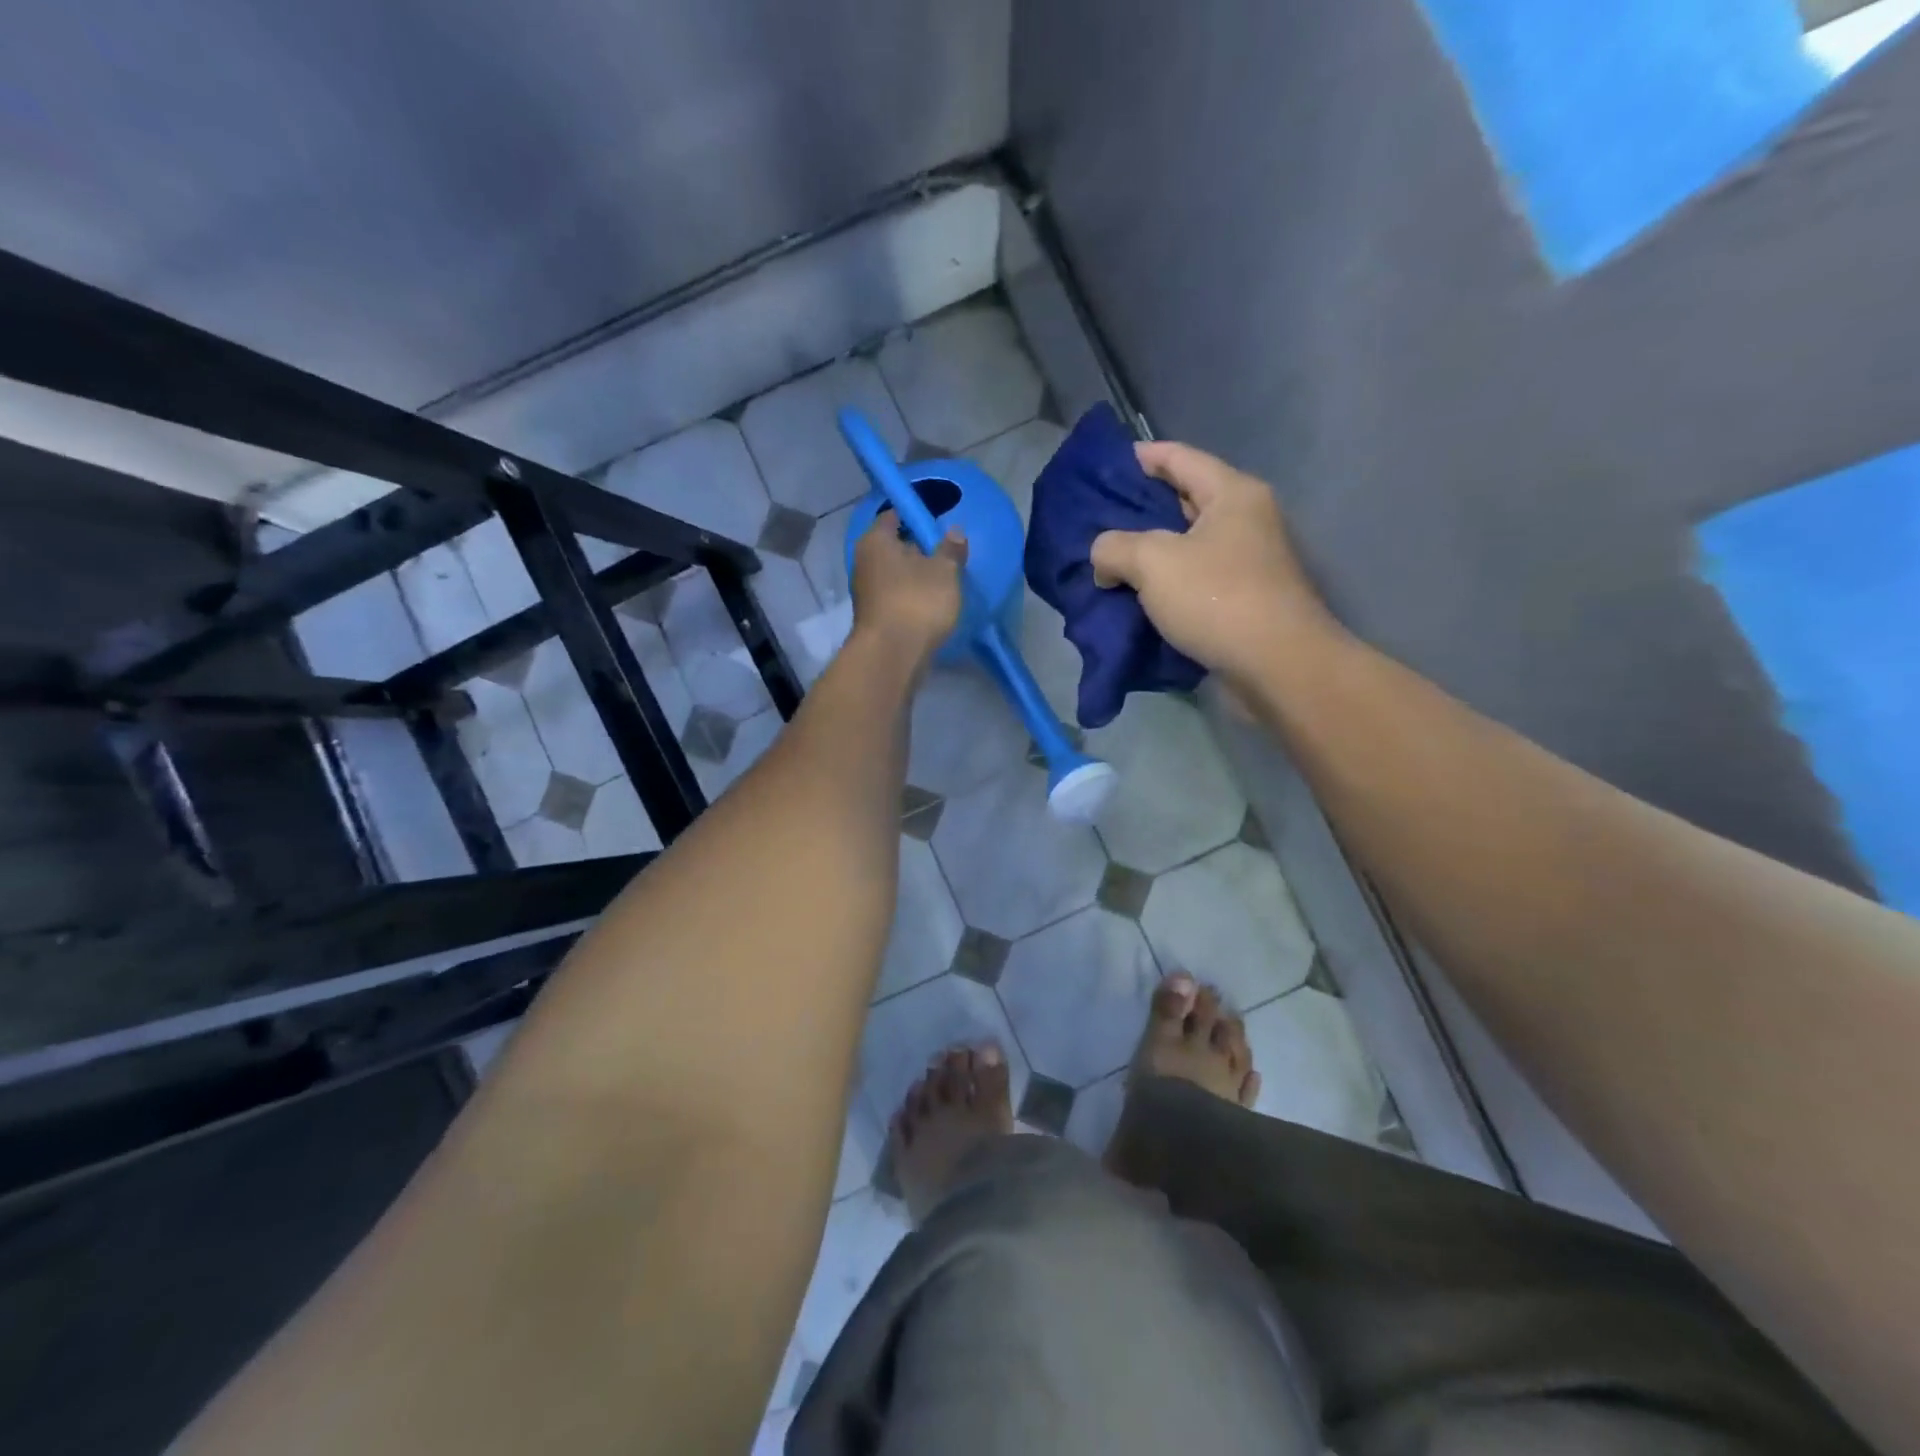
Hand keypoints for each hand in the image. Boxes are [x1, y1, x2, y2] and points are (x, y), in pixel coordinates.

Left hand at [850, 516, 966, 665]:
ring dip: (914, 576)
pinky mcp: (874, 617)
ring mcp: (866, 592)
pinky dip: (911, 597)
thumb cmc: (917, 601)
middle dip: (916, 549)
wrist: (892, 655)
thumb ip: (950, 550)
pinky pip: (896, 597)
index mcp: (876, 540)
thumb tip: (954, 532)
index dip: (914, 516)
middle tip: (944, 552)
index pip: (893, 516)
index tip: (936, 521)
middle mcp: (864, 562)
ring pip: (894, 574)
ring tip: (942, 581)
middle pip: (892, 547)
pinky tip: (931, 604)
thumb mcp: (945, 571)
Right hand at [1091, 442, 1337, 682]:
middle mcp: (1246, 520)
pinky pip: (1195, 580)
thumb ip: (1115, 547)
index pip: (1180, 458)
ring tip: (1110, 561)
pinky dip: (1166, 584)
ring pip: (1189, 545)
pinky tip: (1136, 596)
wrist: (1277, 665)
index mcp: (1232, 494)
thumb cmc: (1217, 597)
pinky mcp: (1244, 600)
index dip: (1143, 457)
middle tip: (1100, 519)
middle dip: (1142, 509)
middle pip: (1185, 500)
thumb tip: (1105, 559)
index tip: (1109, 464)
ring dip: (1151, 552)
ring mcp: (1248, 562)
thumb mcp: (1153, 562)